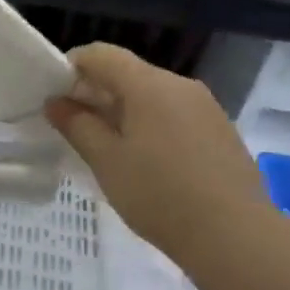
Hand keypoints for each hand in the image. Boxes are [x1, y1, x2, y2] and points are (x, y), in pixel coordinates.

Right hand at [45, 44, 271, 261]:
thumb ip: (77, 125)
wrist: (234, 235)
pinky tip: (148, 164)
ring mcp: (206, 107)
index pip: (101, 54)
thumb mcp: (106, 161)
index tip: (55, 98)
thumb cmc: (158, 194)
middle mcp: (180, 85)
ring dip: (124, 112)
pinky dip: (151, 126)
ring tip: (110, 151)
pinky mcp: (220, 131)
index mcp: (149, 85)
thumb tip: (56, 102)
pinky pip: (175, 115)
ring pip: (153, 96)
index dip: (71, 67)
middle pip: (128, 73)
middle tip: (76, 129)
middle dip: (96, 93)